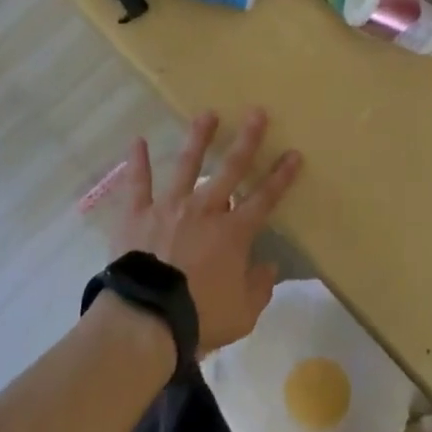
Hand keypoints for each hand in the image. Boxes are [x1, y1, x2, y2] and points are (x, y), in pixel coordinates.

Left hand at [107, 109, 301, 355]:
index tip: (293, 153)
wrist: (148, 318)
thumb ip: (260, 287)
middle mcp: (204, 209)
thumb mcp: (243, 314)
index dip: (281, 176)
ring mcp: (169, 206)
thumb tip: (269, 266)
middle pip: (230, 168)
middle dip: (247, 140)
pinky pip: (138, 183)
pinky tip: (138, 140)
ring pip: (187, 164)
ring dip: (199, 137)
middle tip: (257, 112)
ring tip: (207, 113)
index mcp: (233, 232)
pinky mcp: (138, 213)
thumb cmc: (200, 317)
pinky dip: (137, 161)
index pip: (264, 198)